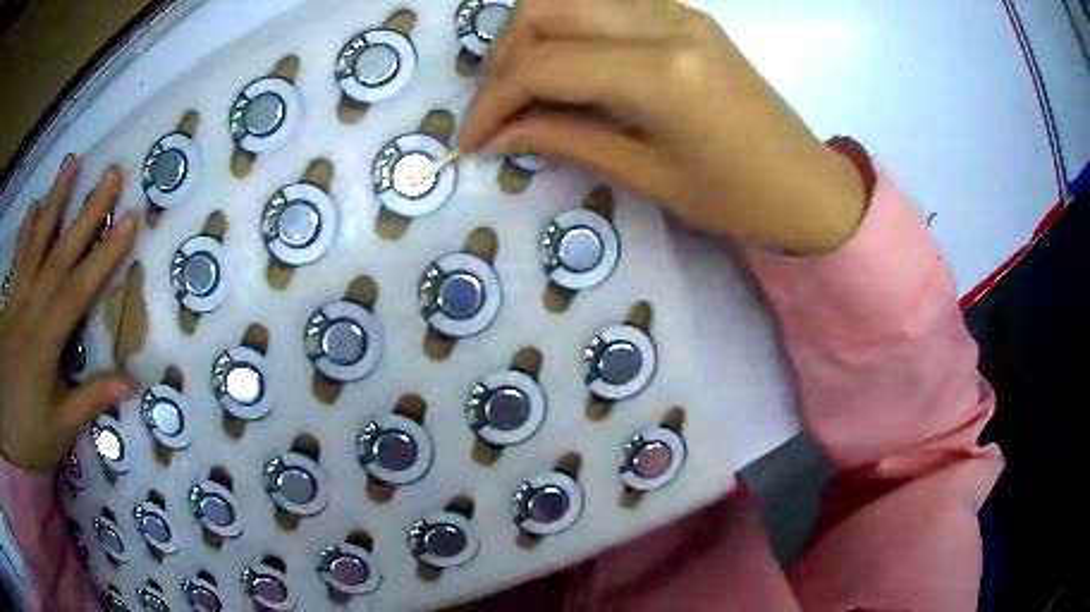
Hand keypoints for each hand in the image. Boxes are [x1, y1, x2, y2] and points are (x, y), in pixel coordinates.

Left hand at [0, 156, 137, 470]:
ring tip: (71, 162)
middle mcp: (30, 308)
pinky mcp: (8, 302)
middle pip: (59, 253)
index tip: (129, 220)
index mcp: (44, 341)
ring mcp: (16, 299)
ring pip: (36, 242)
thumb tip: (131, 381)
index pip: (78, 289)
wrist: (8, 430)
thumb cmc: (29, 436)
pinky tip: (34, 206)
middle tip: (112, 172)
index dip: (105, 255)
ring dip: (54, 200)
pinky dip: (26, 230)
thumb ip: (89, 400)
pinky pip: (18, 258)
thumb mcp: (60, 430)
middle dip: (87, 211)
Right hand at [460, 0, 866, 254]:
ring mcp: (677, 11)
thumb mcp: (648, 177)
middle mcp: (665, 22)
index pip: (543, 65)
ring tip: (527, 86)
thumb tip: (499, 135)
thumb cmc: (739, 199)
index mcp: (661, 73)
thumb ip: (567, 141)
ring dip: (532, 34)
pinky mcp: (685, 14)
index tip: (472, 139)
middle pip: (545, 9)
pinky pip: (606, 2)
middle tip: (499, 109)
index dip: (492, 102)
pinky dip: (570, 26)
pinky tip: (570, 64)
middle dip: (503, 58)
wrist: (808, 185)